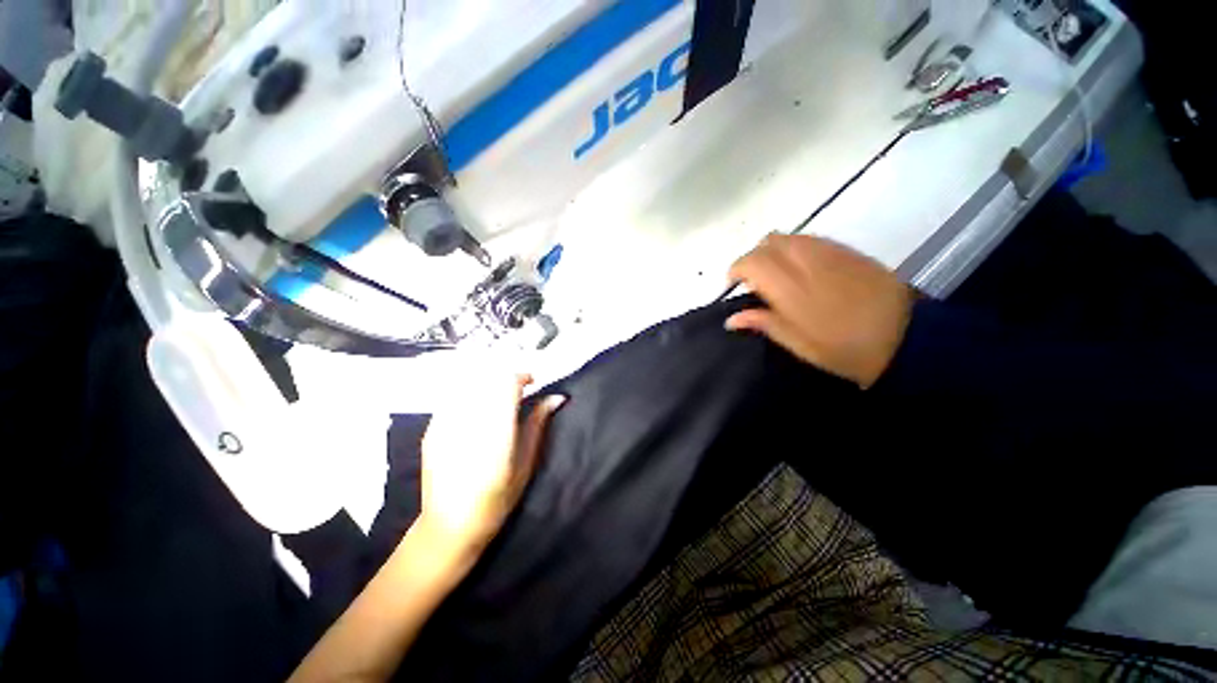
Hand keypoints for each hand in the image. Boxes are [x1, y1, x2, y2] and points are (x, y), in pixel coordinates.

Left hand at [416, 373, 564, 567]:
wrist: (450, 525)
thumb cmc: (498, 497)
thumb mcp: (527, 461)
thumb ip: (538, 423)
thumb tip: (557, 397)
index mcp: (498, 432)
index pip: (508, 384)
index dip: (522, 376)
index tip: (532, 381)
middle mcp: (470, 423)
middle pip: (489, 379)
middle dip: (506, 378)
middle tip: (517, 390)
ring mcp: (446, 424)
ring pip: (470, 384)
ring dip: (488, 383)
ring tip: (496, 397)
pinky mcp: (432, 429)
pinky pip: (453, 396)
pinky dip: (469, 393)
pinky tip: (475, 408)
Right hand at [726, 234, 914, 387]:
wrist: (908, 339)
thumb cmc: (845, 349)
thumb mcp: (799, 344)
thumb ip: (764, 324)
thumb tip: (731, 318)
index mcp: (792, 288)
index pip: (752, 261)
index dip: (736, 269)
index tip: (733, 285)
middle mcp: (808, 262)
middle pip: (767, 242)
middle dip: (753, 258)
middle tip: (754, 282)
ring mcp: (831, 252)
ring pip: (789, 237)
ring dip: (773, 251)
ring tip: (777, 275)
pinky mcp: (849, 251)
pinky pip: (811, 239)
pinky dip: (796, 249)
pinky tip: (802, 270)